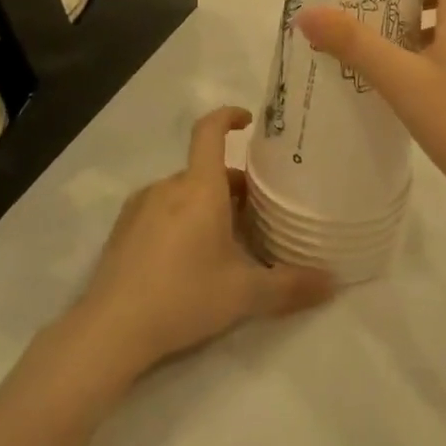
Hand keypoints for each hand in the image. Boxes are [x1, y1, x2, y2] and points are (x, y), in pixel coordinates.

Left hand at [72, 107, 334, 375]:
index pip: (210, 131)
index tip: (247, 120)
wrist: (111, 329)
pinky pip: (160, 210)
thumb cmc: (184, 296)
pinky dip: (180, 219)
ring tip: (224, 242)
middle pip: (205, 171)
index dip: (228, 116)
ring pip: (183, 192)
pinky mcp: (122, 230)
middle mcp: (168, 187)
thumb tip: (334, 283)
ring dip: (206, 205)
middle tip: (256, 216)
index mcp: (199, 188)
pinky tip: (187, 259)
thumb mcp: (245, 294)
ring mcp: (140, 207)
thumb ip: (291, 286)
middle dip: (233, 186)